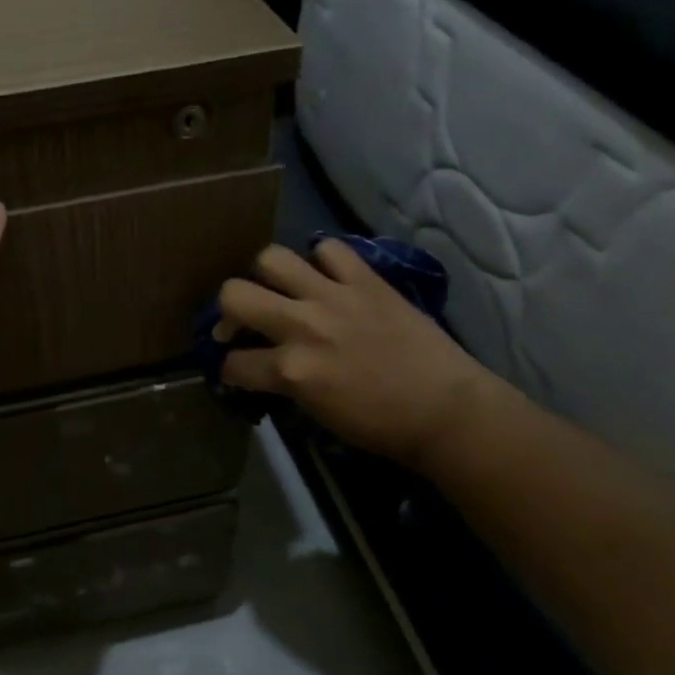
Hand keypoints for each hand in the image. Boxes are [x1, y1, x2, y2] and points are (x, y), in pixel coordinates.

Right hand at [218, 241, 510, 467]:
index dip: (228, 367)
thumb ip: (283, 382)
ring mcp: (333, 297)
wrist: (447, 410)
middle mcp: (302, 326)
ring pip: (271, 258)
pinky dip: (323, 259)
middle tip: (243, 321)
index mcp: (291, 370)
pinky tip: (327, 276)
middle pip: (234, 294)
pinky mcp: (365, 280)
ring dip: (267, 275)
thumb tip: (261, 366)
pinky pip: (329, 249)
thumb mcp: (316, 411)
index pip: (233, 362)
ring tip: (280, 289)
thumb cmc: (381, 424)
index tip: (235, 368)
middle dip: (227, 310)